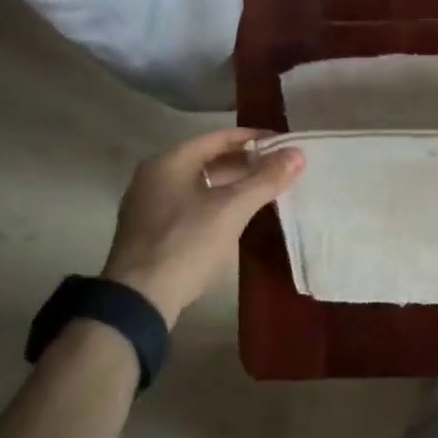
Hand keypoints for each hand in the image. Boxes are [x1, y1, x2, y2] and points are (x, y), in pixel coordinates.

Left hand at [102, 128, 303, 324]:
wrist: (138, 299)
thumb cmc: (185, 244)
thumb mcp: (231, 209)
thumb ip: (265, 179)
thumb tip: (298, 154)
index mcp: (170, 162)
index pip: (218, 137)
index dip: (253, 137)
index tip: (283, 144)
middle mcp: (155, 176)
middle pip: (207, 159)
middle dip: (245, 162)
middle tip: (279, 167)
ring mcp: (150, 204)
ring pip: (200, 183)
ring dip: (232, 183)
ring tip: (265, 189)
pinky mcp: (152, 230)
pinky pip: (191, 203)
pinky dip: (217, 202)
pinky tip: (237, 215)